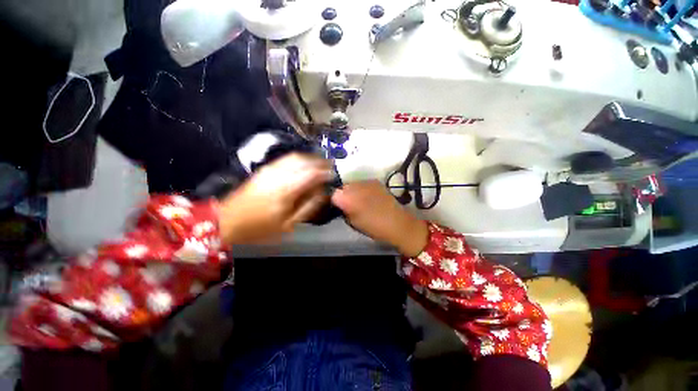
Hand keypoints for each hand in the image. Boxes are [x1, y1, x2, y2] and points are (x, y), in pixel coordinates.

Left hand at [219, 153, 330, 243]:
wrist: (228, 220)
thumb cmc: (260, 227)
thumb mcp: (288, 224)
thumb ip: (308, 207)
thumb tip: (324, 193)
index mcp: (286, 191)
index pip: (311, 174)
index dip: (325, 172)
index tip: (335, 174)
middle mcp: (279, 175)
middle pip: (304, 161)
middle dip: (320, 162)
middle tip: (331, 167)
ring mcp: (270, 170)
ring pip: (295, 157)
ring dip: (311, 158)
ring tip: (321, 164)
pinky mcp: (265, 169)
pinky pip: (286, 158)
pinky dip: (299, 158)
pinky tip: (305, 163)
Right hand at [331, 181, 427, 256]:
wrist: (397, 223)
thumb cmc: (373, 227)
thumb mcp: (353, 222)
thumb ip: (344, 211)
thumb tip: (341, 205)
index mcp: (347, 198)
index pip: (333, 194)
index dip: (335, 201)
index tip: (339, 207)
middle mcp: (355, 186)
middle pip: (343, 187)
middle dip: (344, 194)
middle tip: (348, 204)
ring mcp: (366, 182)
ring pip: (353, 184)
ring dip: (353, 191)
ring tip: (360, 200)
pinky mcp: (375, 182)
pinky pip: (363, 183)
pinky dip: (362, 189)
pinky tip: (369, 197)